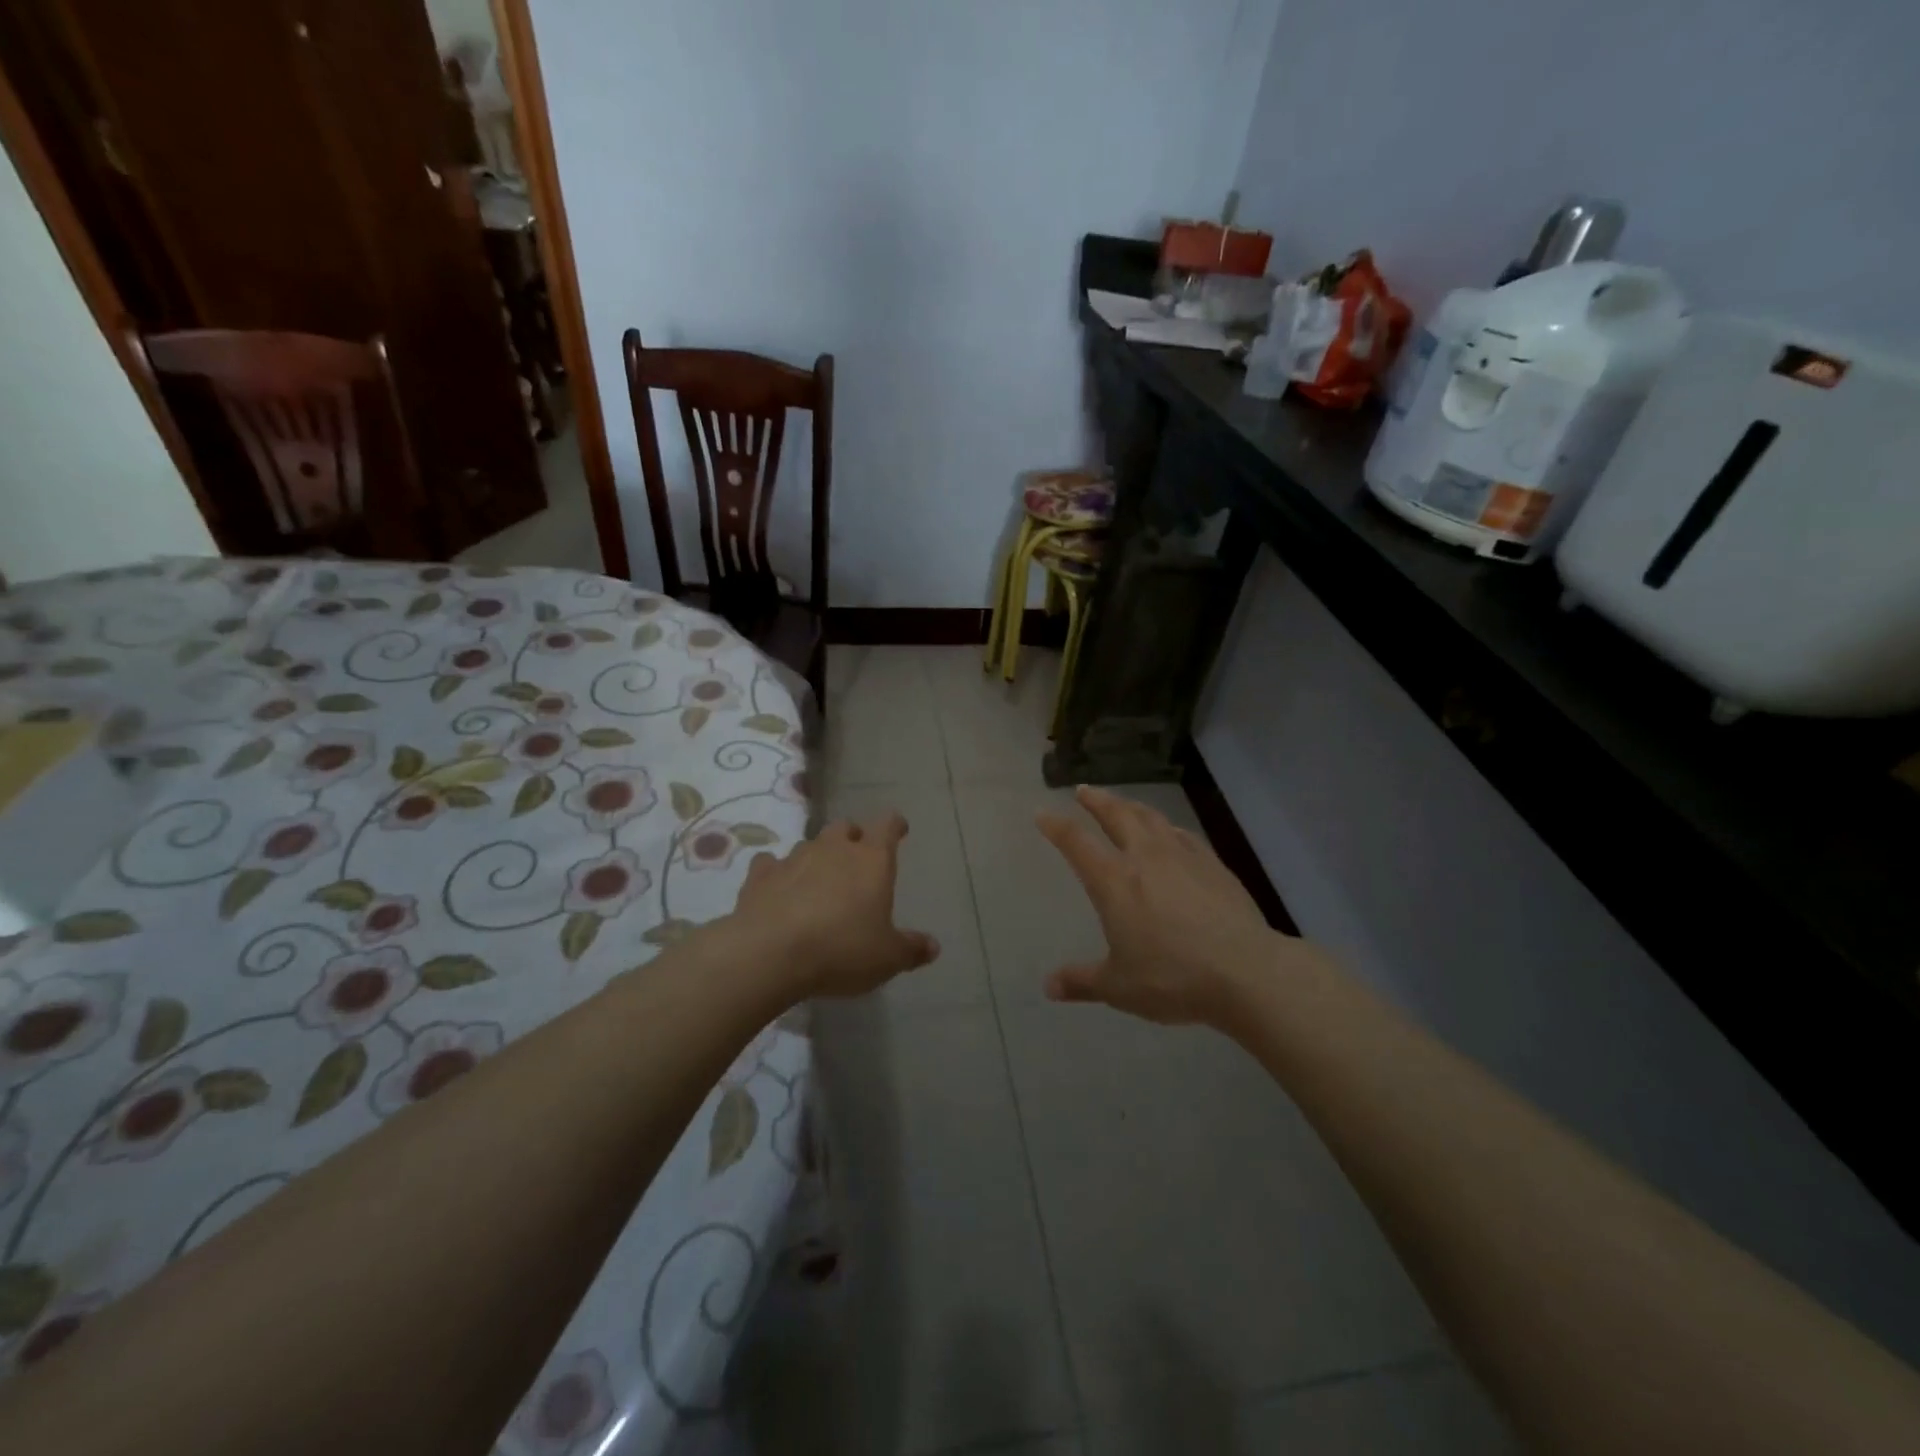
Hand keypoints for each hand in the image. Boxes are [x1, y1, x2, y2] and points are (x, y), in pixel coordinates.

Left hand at [727, 812, 938, 999]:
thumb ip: (911, 949)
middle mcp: (834, 848)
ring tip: (818, 882)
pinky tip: (776, 889)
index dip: (894, 825)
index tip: (899, 830)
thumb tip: (933, 946)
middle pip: (845, 828)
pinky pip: (770, 863)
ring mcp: (794, 858)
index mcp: (871, 860)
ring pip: (809, 844)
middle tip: (856, 861)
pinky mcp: (760, 875)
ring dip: (816, 857)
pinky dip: (776, 872)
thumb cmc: (842, 950)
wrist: (770, 953)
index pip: (887, 825)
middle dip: (852, 839)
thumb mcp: (887, 958)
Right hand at [1036, 786, 1286, 1025]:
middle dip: (1096, 801)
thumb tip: (1049, 987)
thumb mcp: (1119, 987)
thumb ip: (1082, 982)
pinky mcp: (1213, 865)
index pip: (1076, 843)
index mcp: (1114, 882)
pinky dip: (1168, 827)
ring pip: (1151, 818)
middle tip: (1084, 790)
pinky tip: (1170, 832)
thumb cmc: (1172, 978)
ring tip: (1123, 802)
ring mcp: (1182, 857)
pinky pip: (1183, 835)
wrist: (1245, 971)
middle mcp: (1145, 858)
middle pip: (1116, 816)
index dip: (1057, 827)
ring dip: (1131, 806)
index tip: (1043, 814)